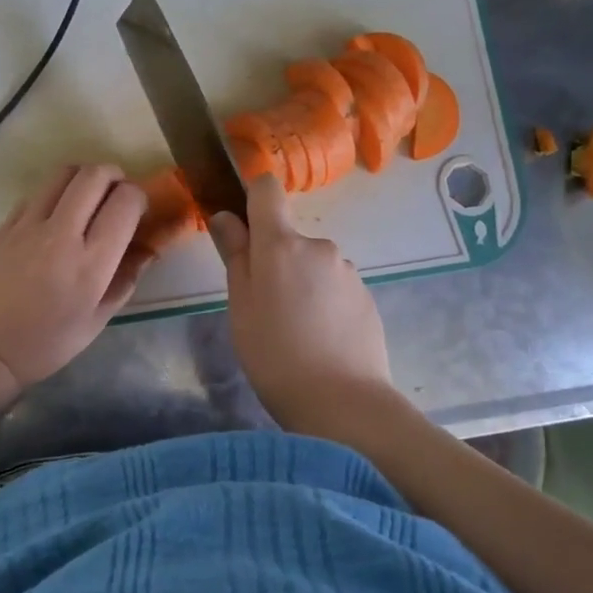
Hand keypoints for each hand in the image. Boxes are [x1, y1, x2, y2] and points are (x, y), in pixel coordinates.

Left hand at [0, 164, 147, 389]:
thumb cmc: (46, 344)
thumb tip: (147, 250)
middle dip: (114, 176)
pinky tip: (53, 218)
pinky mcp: (4, 225)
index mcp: (91, 263)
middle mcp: (61, 234)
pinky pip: (36, 194)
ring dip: (83, 178)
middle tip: (116, 195)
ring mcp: (28, 225)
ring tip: (87, 198)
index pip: (125, 202)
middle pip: (94, 175)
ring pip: (63, 174)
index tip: (138, 211)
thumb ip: (125, 280)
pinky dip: (54, 195)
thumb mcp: (97, 321)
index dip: (139, 197)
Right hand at [209, 172, 393, 429]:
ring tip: (296, 332)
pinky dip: (324, 304)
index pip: (267, 189)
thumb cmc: (274, 354)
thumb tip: (225, 216)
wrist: (342, 402)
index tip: (243, 224)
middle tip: (265, 310)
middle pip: (289, 238)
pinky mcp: (367, 297)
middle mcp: (319, 246)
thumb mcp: (241, 306)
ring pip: (313, 266)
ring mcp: (348, 271)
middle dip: (276, 261)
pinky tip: (322, 341)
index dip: (252, 196)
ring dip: (302, 284)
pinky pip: (335, 289)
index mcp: (281, 244)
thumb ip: (235, 255)